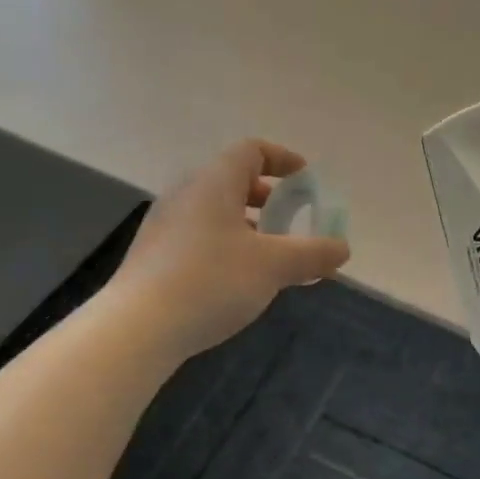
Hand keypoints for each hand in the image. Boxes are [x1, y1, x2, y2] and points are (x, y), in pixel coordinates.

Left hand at [109, 140, 349, 360]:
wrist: (137, 328)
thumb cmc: (211, 281)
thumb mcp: (273, 267)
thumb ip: (312, 254)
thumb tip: (342, 248)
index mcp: (214, 183)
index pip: (250, 150)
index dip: (282, 158)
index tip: (305, 178)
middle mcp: (185, 195)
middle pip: (231, 179)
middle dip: (266, 195)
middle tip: (289, 217)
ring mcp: (164, 225)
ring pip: (213, 211)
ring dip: (246, 224)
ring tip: (268, 254)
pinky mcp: (154, 256)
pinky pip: (198, 236)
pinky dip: (225, 244)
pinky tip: (236, 279)